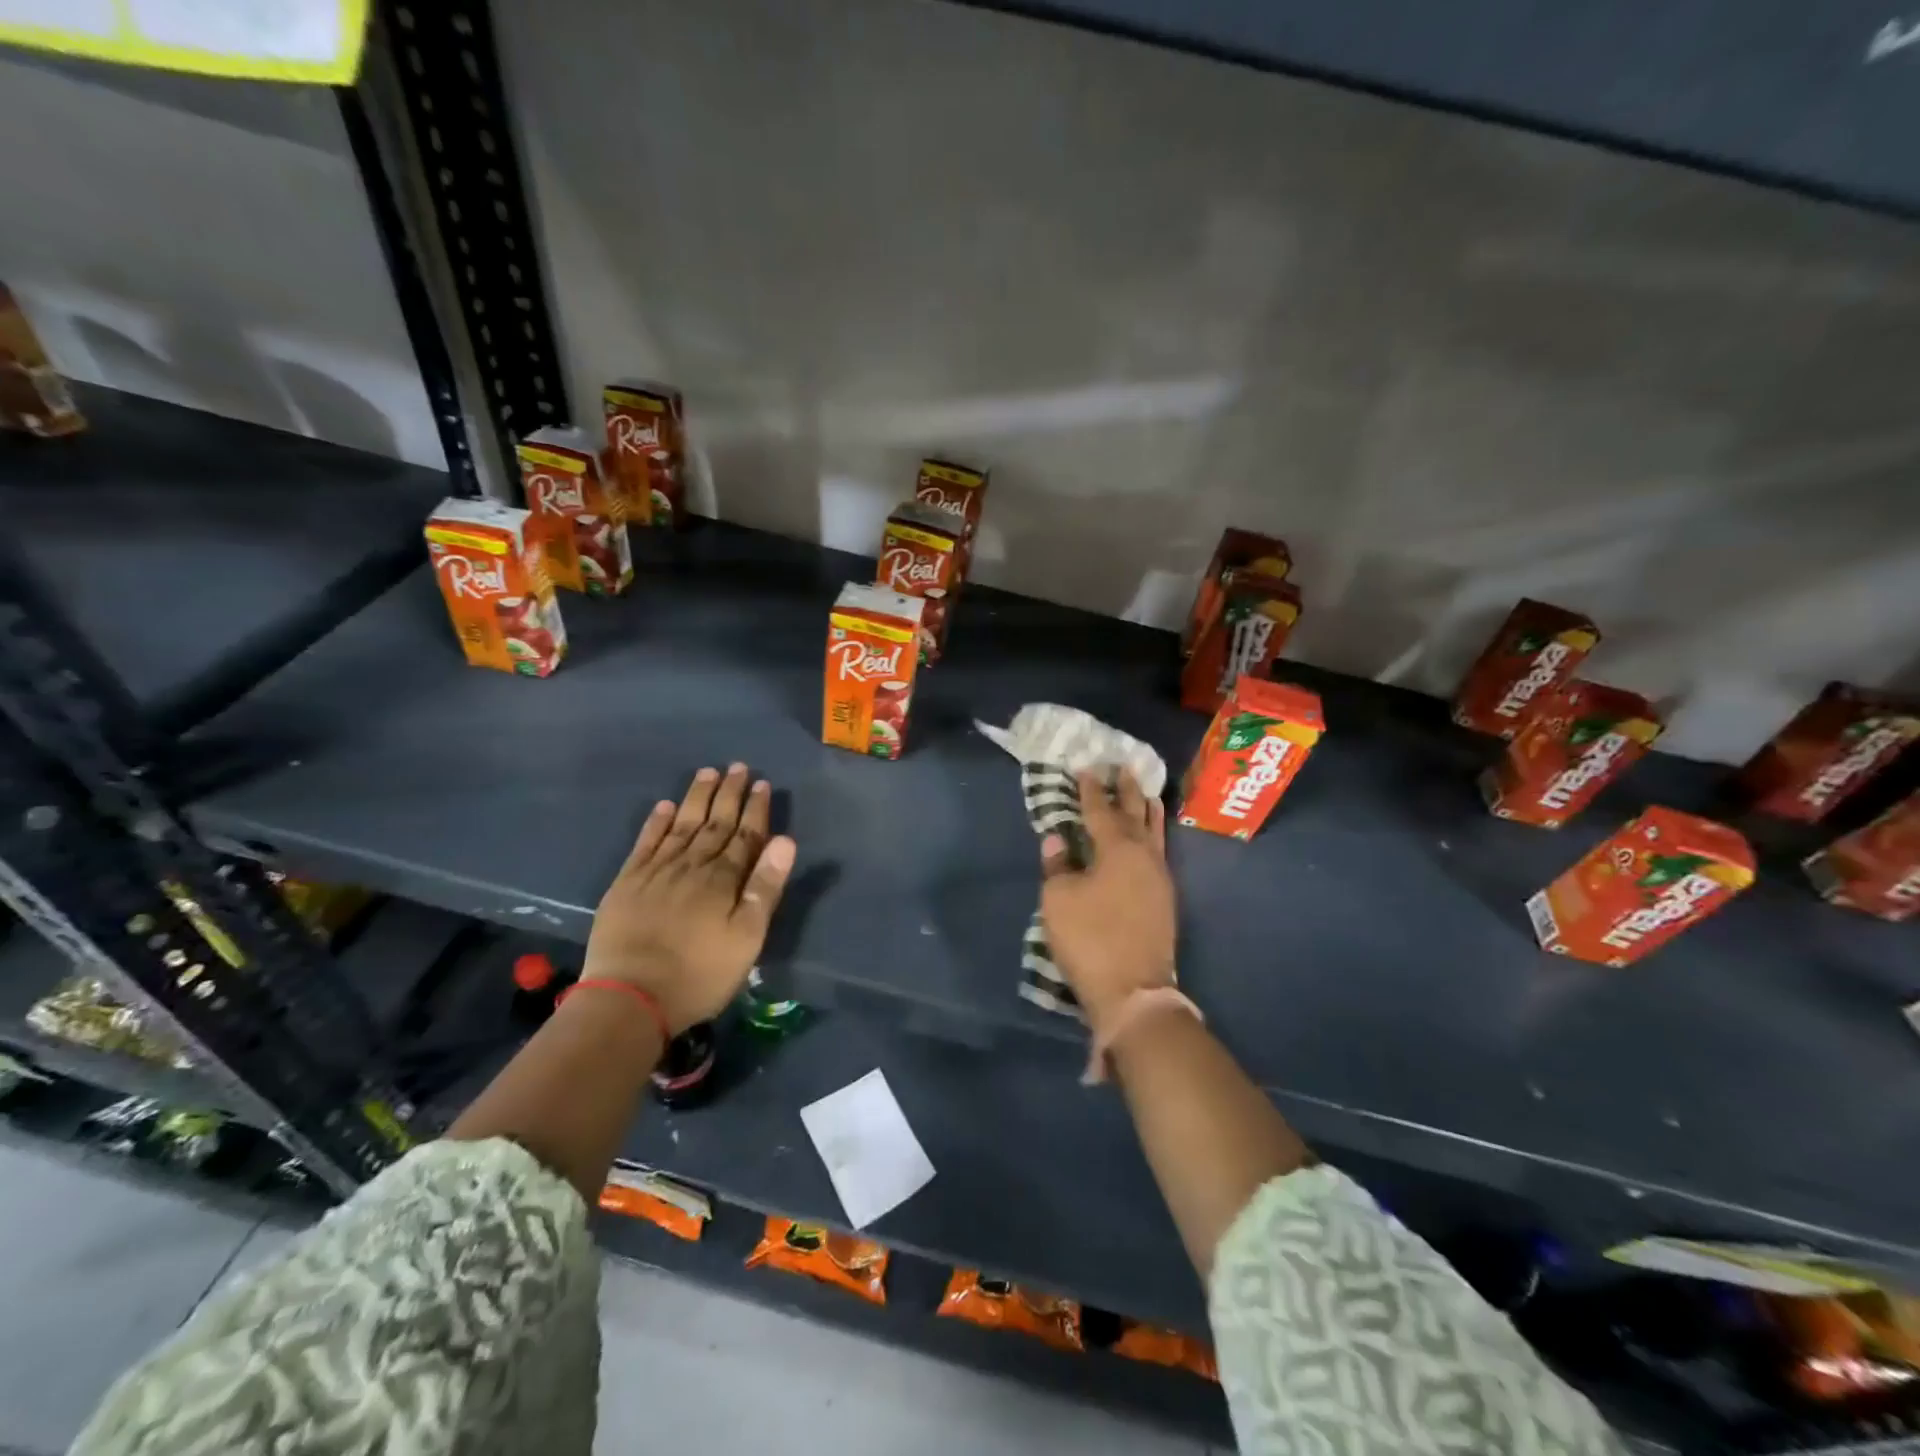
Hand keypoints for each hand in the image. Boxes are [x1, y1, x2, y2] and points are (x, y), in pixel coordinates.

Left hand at [584, 764, 796, 1033]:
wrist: (630, 998)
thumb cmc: (699, 974)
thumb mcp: (747, 938)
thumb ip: (765, 887)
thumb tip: (786, 841)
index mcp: (723, 879)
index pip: (745, 836)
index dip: (755, 809)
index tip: (762, 784)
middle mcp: (692, 865)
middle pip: (715, 823)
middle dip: (729, 794)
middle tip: (738, 767)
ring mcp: (656, 872)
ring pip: (682, 825)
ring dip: (697, 798)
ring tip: (707, 773)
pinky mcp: (627, 883)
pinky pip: (646, 842)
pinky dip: (657, 822)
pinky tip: (665, 806)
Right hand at [1039, 769, 1176, 1036]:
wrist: (1133, 990)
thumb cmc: (1090, 938)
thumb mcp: (1059, 900)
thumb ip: (1058, 865)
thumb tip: (1057, 839)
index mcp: (1117, 849)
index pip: (1101, 810)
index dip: (1090, 790)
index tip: (1085, 768)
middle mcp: (1144, 856)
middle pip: (1135, 814)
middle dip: (1127, 791)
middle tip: (1123, 768)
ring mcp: (1159, 879)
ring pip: (1154, 833)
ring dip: (1146, 811)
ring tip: (1145, 793)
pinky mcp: (1164, 901)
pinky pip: (1159, 852)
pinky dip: (1153, 835)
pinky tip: (1149, 837)